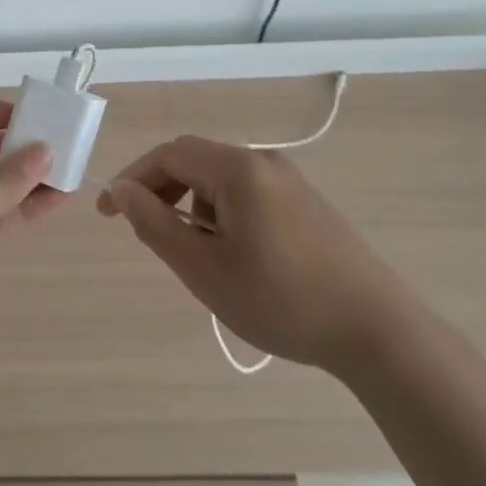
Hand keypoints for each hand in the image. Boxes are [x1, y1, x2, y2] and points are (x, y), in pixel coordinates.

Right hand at [97, 137, 420, 376]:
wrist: (378, 331)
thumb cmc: (282, 300)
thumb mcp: (205, 269)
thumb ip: (156, 224)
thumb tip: (121, 190)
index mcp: (237, 169)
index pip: (168, 155)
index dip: (132, 178)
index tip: (107, 213)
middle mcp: (263, 161)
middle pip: (194, 159)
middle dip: (161, 189)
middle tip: (145, 230)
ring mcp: (289, 180)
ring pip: (220, 177)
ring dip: (192, 202)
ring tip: (193, 252)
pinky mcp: (305, 202)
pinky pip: (247, 191)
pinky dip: (221, 211)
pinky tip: (232, 253)